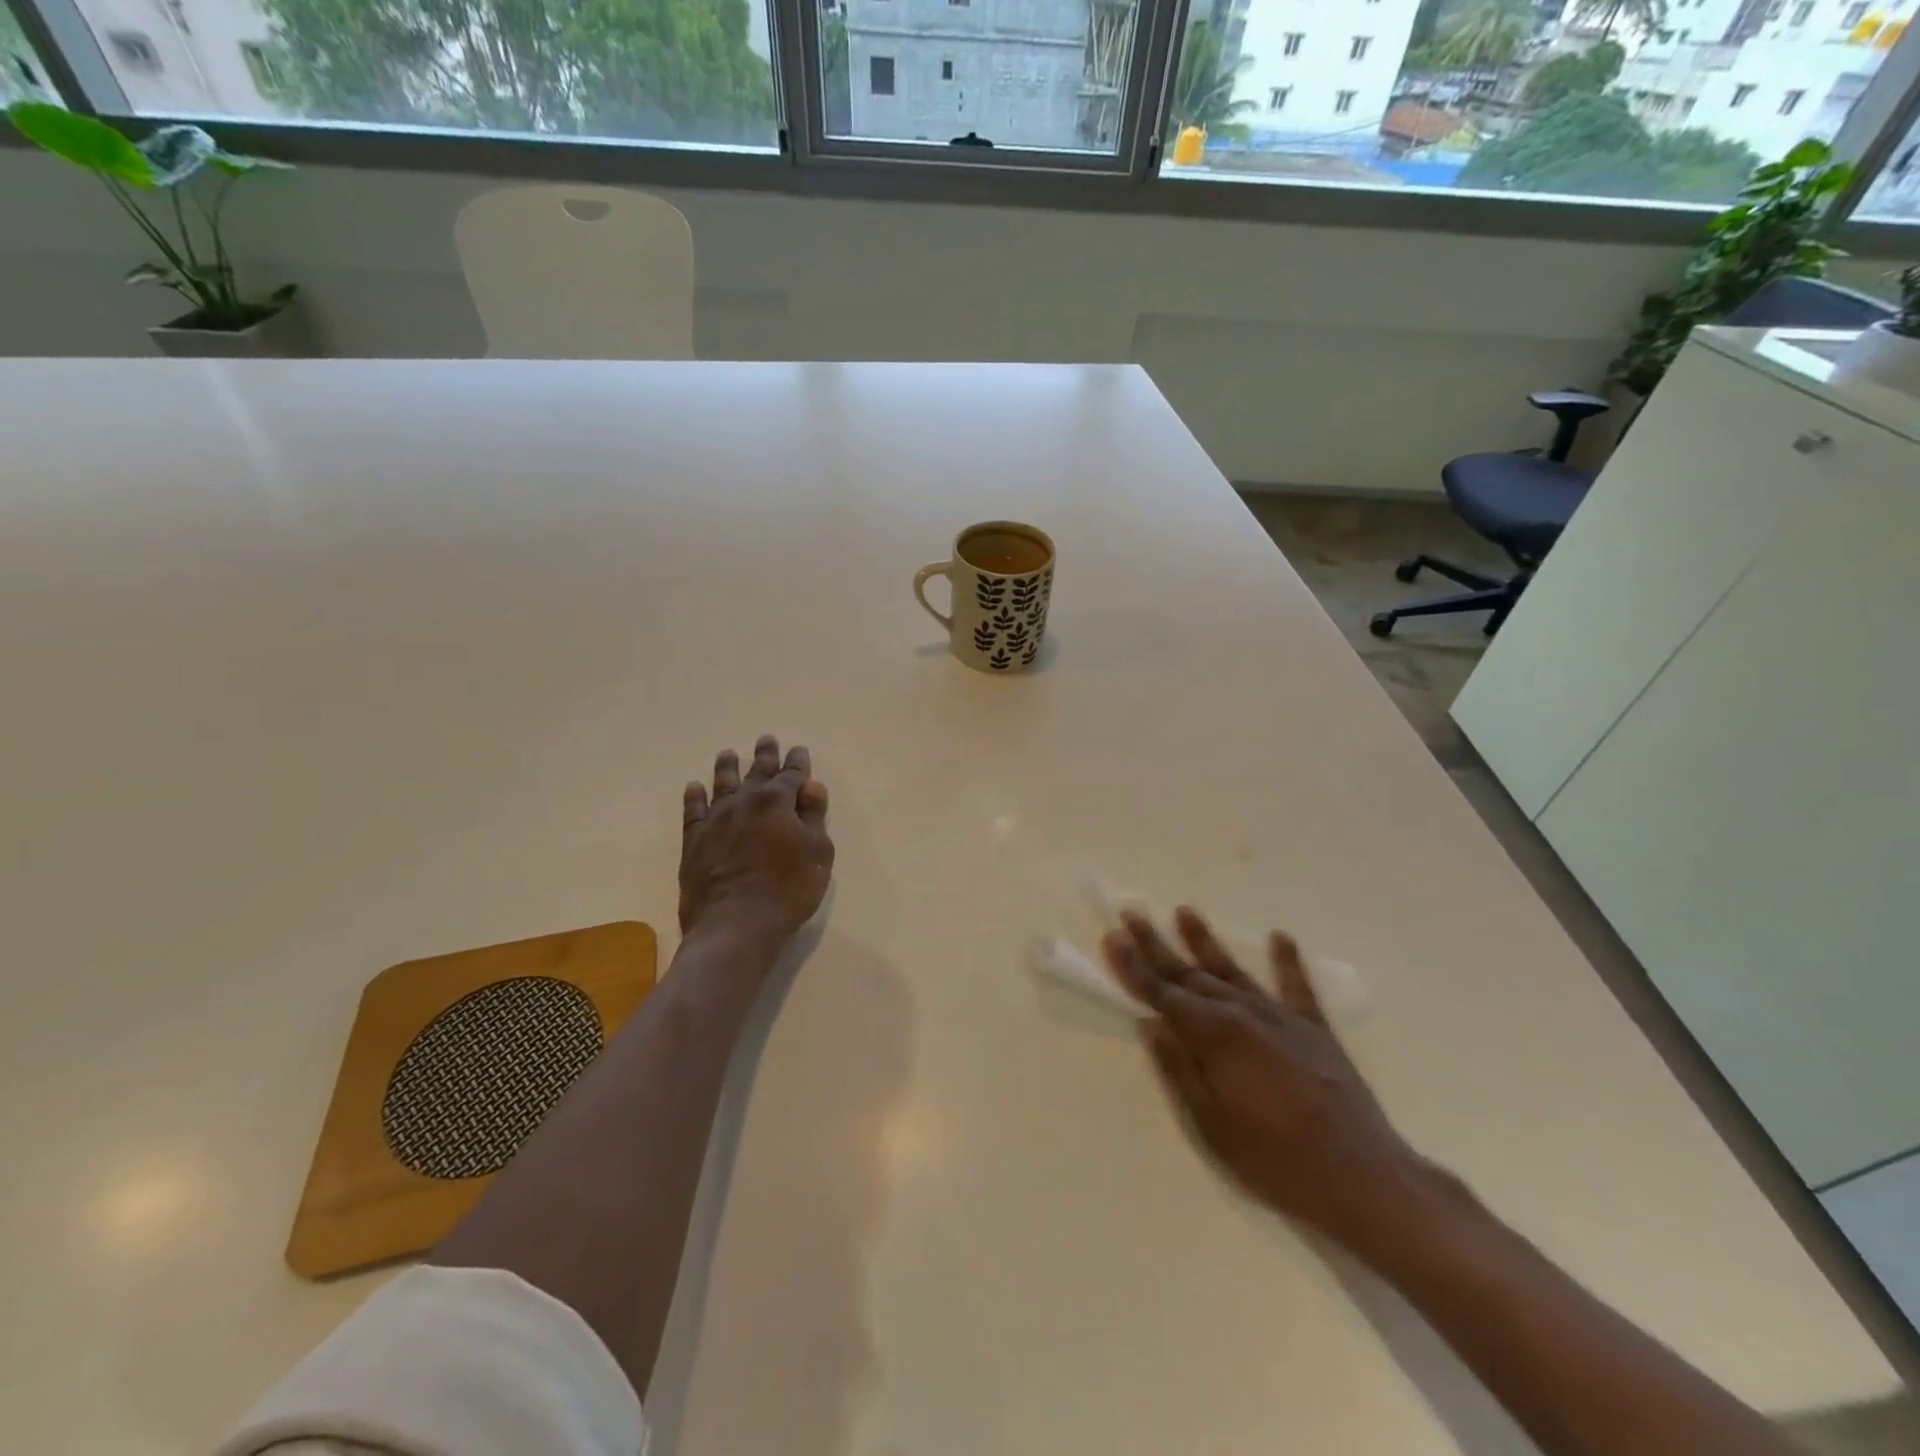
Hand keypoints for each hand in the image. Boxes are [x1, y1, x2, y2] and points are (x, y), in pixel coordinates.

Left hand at [679, 736, 833, 940]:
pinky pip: (693, 811)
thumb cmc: (788, 889)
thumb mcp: (818, 852)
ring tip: (727, 753)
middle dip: (765, 756)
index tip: (799, 750)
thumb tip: (811, 786)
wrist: (735, 924)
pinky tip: (694, 787)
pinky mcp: (693, 842)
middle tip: (766, 739)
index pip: (792, 775)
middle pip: (756, 773)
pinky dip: (694, 797)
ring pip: (721, 784)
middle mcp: (744, 802)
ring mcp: (715, 821)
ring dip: (726, 767)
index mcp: (778, 802)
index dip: (798, 763)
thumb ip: (814, 817)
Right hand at [1103, 907, 1426, 1252]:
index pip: (1162, 993)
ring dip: (1205, 941)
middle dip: (1157, 945)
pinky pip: (1297, 986)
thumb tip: (1152, 1025)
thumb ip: (1178, 1069)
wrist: (1363, 1177)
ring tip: (1184, 911)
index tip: (1113, 937)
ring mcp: (1282, 1017)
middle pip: (1190, 974)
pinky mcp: (1315, 1030)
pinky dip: (1287, 961)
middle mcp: (1243, 1013)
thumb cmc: (1276, 1160)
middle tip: (1133, 913)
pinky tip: (1280, 937)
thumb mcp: (1211, 1125)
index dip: (1134, 966)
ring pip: (1233, 971)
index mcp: (1214, 1036)